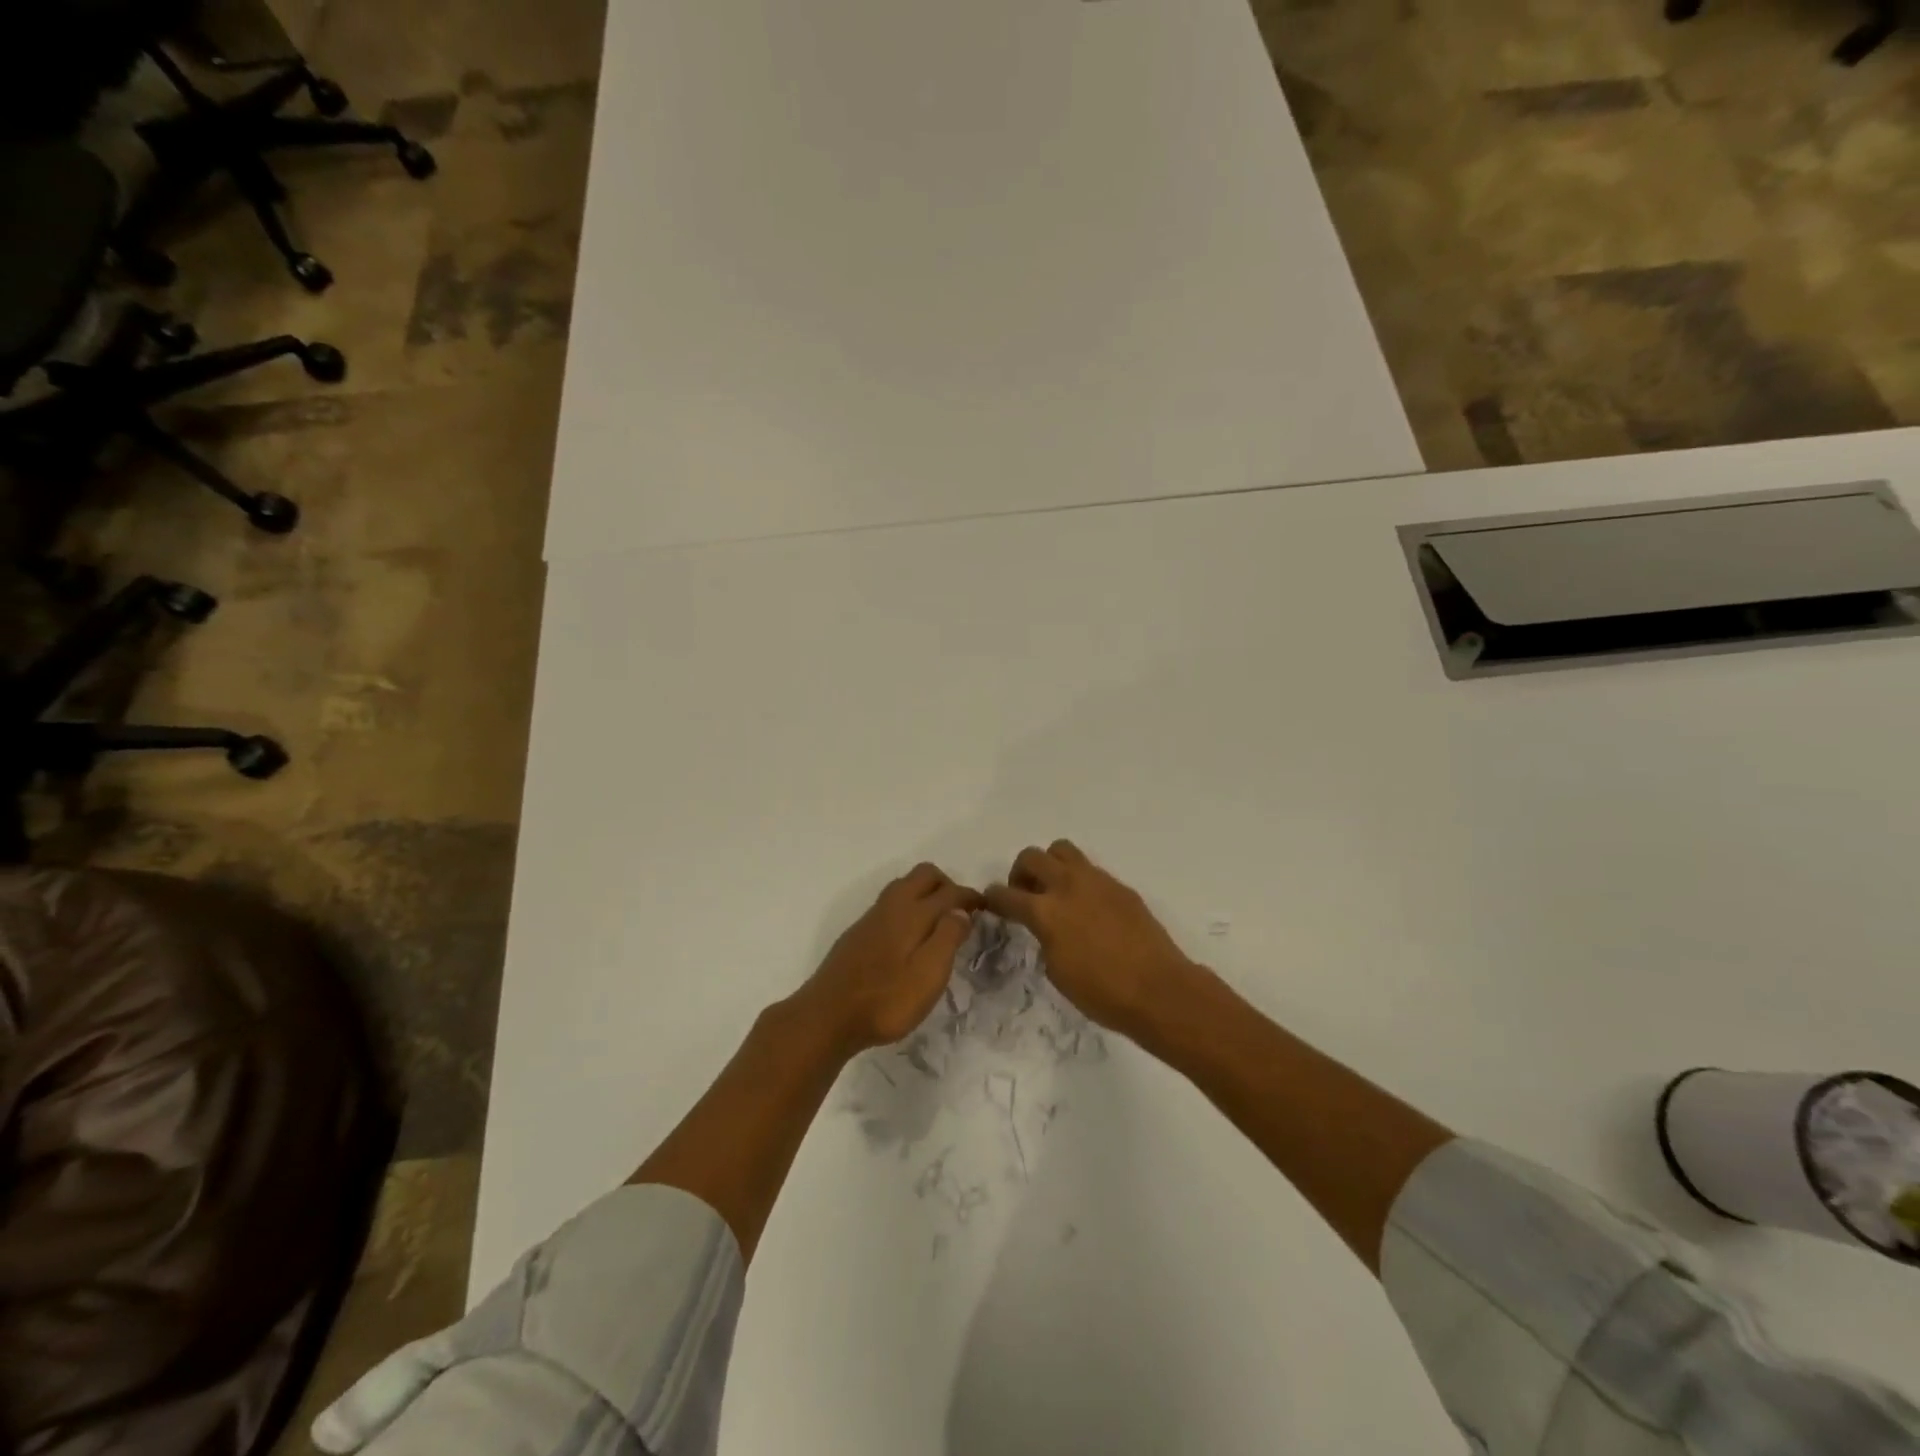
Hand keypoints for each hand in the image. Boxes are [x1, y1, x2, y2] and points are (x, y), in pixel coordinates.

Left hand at [794, 863, 981, 1054]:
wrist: (826, 1017)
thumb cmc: (885, 1000)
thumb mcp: (928, 976)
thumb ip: (947, 938)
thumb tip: (961, 911)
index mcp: (912, 913)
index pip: (949, 892)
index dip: (970, 897)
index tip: (986, 909)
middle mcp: (891, 906)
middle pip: (924, 875)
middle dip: (947, 885)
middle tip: (961, 913)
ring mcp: (871, 918)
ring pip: (904, 887)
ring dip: (926, 894)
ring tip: (939, 924)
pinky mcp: (858, 934)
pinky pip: (890, 904)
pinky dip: (909, 907)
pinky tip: (910, 938)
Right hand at [986, 840, 1197, 1034]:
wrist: (1159, 990)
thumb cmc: (1102, 993)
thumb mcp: (1057, 970)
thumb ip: (1045, 938)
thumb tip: (1046, 927)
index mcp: (1045, 911)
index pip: (1006, 894)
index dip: (993, 898)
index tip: (991, 903)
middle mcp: (1067, 886)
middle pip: (1032, 857)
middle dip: (1020, 873)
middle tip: (1024, 894)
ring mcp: (1096, 881)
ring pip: (1061, 850)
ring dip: (1050, 865)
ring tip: (1055, 890)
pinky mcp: (1120, 886)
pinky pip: (1090, 870)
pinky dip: (1079, 880)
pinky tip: (1087, 907)